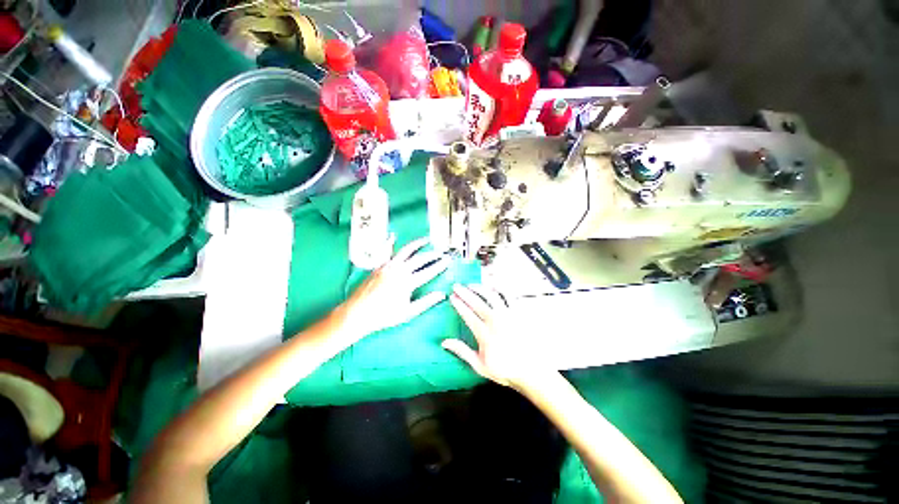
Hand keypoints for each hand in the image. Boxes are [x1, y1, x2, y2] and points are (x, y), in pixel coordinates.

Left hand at [341, 237, 448, 337]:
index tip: (448, 260)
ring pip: (405, 250)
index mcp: (407, 282)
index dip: (440, 265)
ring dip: (417, 244)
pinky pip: (387, 251)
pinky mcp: (379, 265)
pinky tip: (393, 237)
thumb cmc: (384, 316)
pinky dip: (391, 243)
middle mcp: (399, 270)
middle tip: (441, 252)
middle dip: (433, 254)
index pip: (428, 271)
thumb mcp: (408, 313)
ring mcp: (388, 266)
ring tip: (426, 240)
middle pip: (419, 258)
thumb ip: (426, 302)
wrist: (357, 313)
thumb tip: (442, 294)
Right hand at [443, 284, 552, 388]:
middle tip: (457, 286)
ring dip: (480, 288)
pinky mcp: (518, 313)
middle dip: (465, 292)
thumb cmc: (505, 370)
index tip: (452, 297)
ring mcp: (508, 315)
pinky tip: (493, 288)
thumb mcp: (480, 365)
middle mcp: (496, 321)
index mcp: (484, 334)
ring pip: (492, 295)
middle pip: (477, 302)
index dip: (458, 304)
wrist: (531, 371)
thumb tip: (445, 342)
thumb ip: (462, 351)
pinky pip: (508, 297)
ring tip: (472, 285)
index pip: (467, 314)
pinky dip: (499, 290)